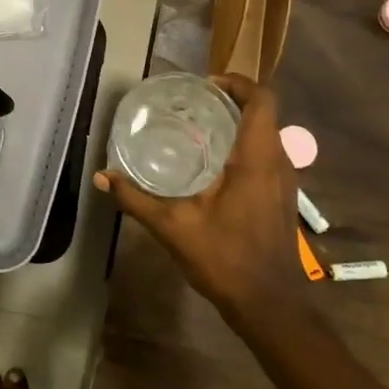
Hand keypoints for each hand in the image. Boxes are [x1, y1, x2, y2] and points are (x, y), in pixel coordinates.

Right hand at [94, 74, 299, 323]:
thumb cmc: (226, 259)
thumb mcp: (173, 227)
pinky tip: (214, 168)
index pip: (261, 99)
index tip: (205, 85)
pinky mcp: (284, 198)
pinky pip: (268, 157)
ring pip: (267, 136)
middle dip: (231, 101)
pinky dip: (245, 148)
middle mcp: (278, 162)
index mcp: (257, 158)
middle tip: (193, 106)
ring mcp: (286, 182)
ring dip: (239, 125)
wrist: (271, 306)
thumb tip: (102, 177)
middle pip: (264, 113)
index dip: (237, 82)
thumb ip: (135, 199)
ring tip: (200, 130)